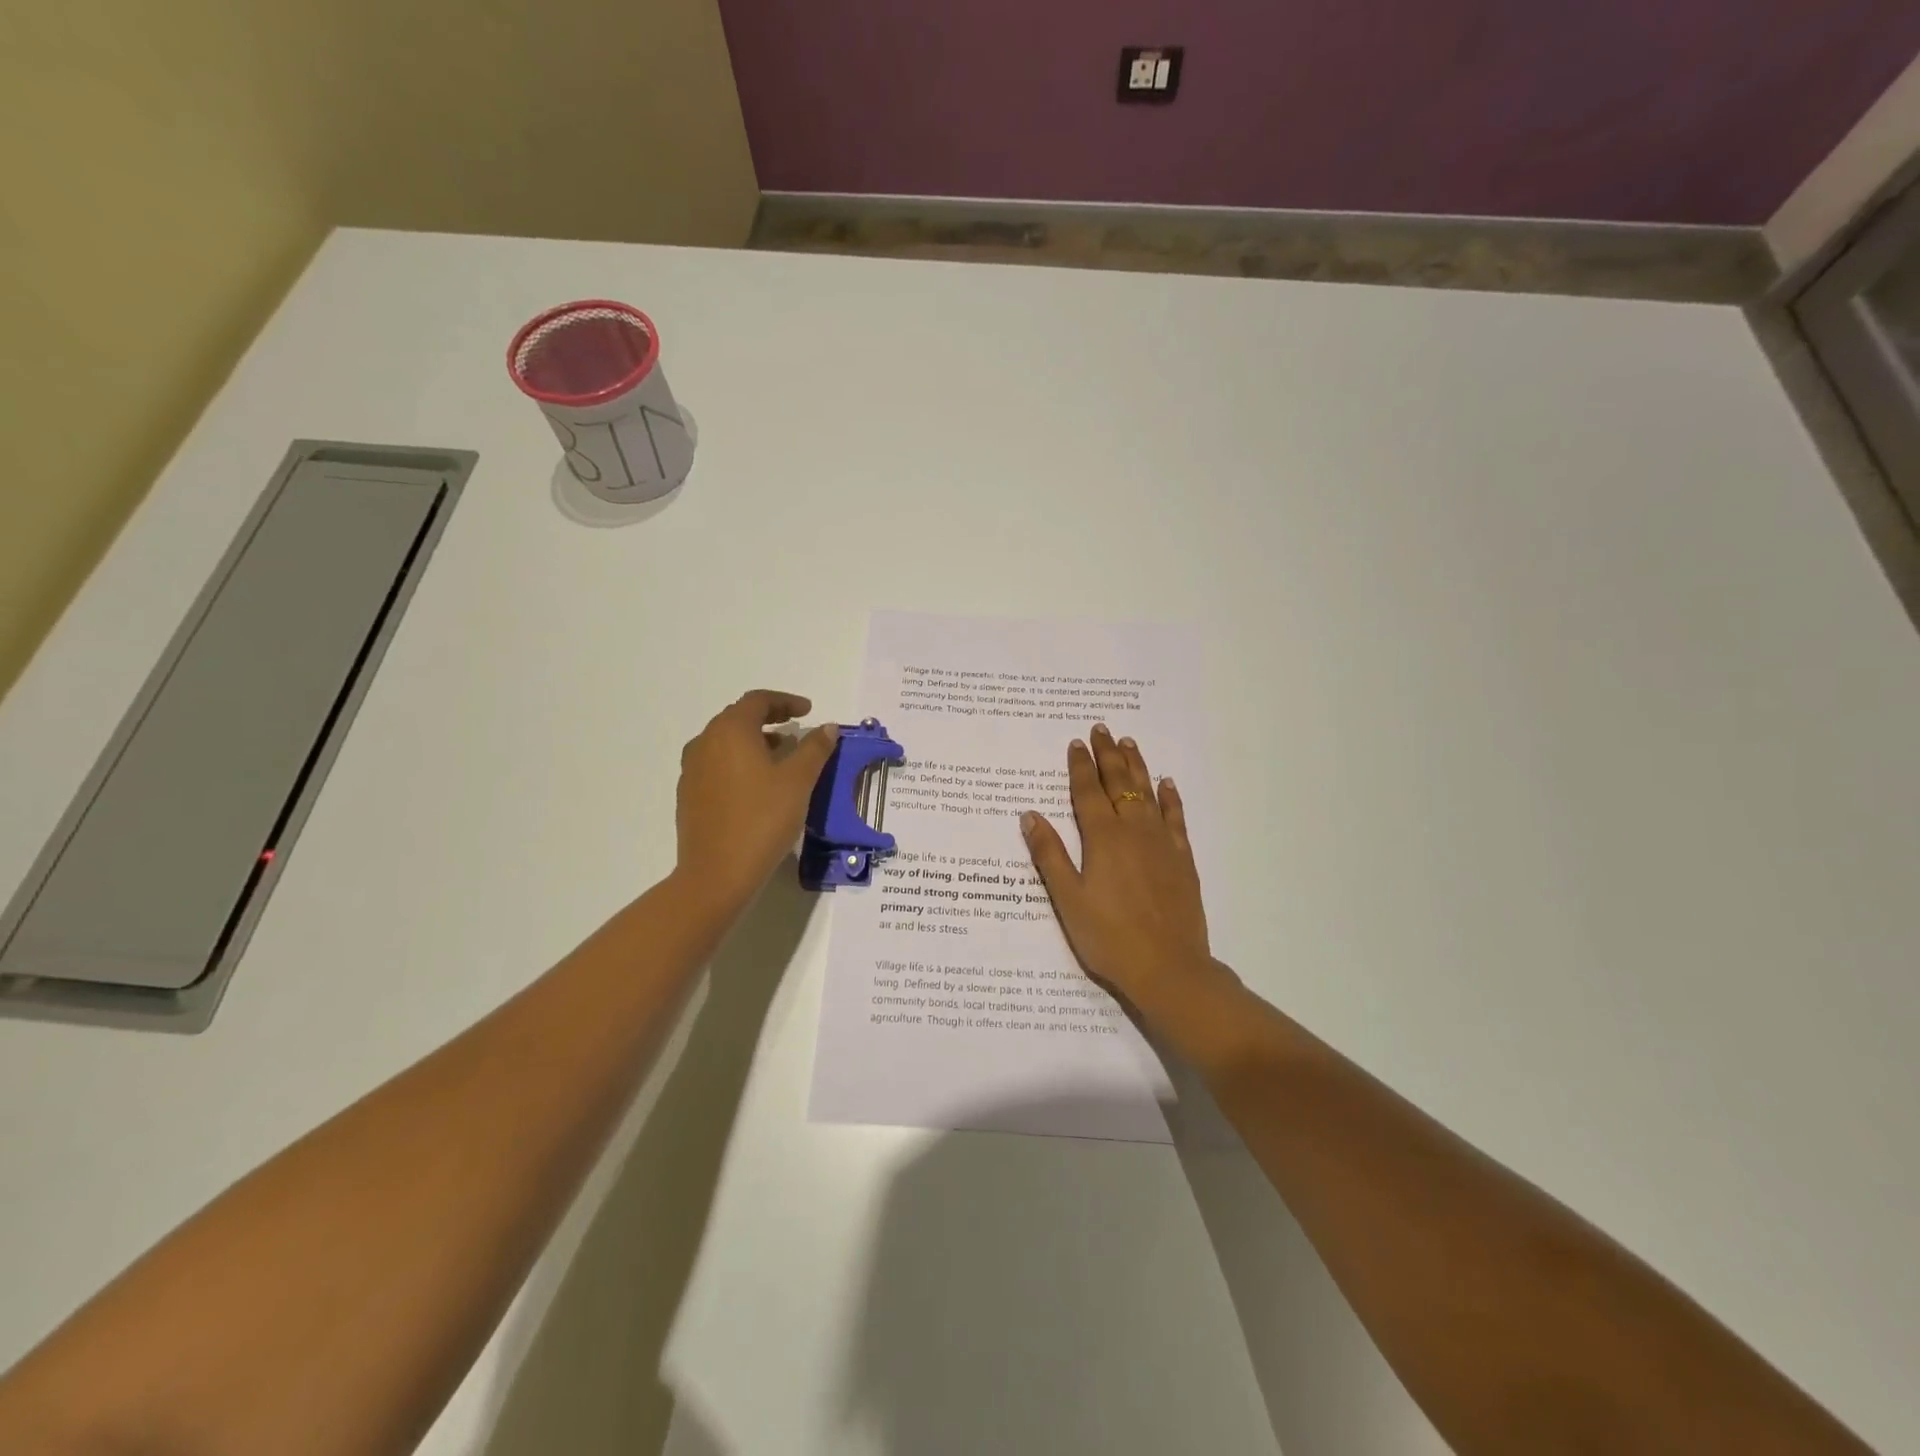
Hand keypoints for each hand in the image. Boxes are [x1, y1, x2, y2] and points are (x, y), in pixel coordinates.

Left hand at [675, 691, 837, 916]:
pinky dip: (739, 763)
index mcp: (730, 731)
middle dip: (769, 720)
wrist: (717, 873)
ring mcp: (692, 770)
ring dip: (753, 742)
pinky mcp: (689, 795)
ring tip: (781, 758)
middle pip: (738, 718)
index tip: (808, 712)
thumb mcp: (798, 781)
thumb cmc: (762, 819)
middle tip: (795, 731)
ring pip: (725, 742)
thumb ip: (814, 749)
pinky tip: (757, 785)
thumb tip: (828, 727)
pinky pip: (716, 765)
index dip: (785, 701)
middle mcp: (705, 742)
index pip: (757, 701)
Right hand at [1021, 724, 1218, 1013]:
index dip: (1080, 766)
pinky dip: (1170, 798)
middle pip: (1120, 783)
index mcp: (1102, 838)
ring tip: (1129, 743)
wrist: (1168, 968)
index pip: (1088, 792)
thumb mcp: (1068, 899)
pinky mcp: (1182, 859)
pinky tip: (1167, 784)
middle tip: (1102, 729)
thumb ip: (1050, 854)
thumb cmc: (1109, 937)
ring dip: (1137, 766)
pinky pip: (1176, 818)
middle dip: (1108, 755)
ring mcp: (1162, 843)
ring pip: (1148, 793)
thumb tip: (1030, 814)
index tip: (1076, 743)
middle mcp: (1134, 831)